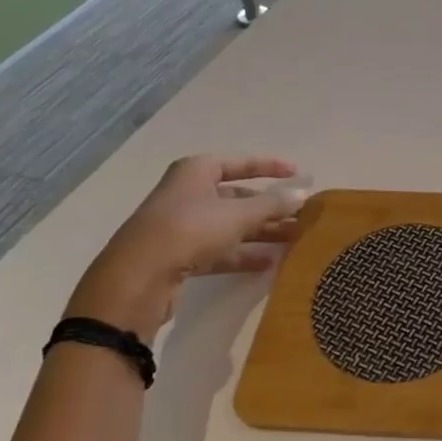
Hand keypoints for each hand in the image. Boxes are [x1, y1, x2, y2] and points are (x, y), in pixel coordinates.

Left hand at [66, 155, 306, 341]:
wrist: (137, 278)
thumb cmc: (189, 230)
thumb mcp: (238, 214)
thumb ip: (273, 204)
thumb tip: (304, 193)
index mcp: (197, 171)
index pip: (240, 162)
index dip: (269, 166)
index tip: (297, 173)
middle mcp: (188, 193)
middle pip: (237, 197)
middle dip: (270, 207)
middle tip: (301, 215)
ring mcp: (182, 225)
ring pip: (230, 225)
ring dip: (261, 232)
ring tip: (293, 240)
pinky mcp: (179, 255)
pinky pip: (219, 249)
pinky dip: (242, 254)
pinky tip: (269, 264)